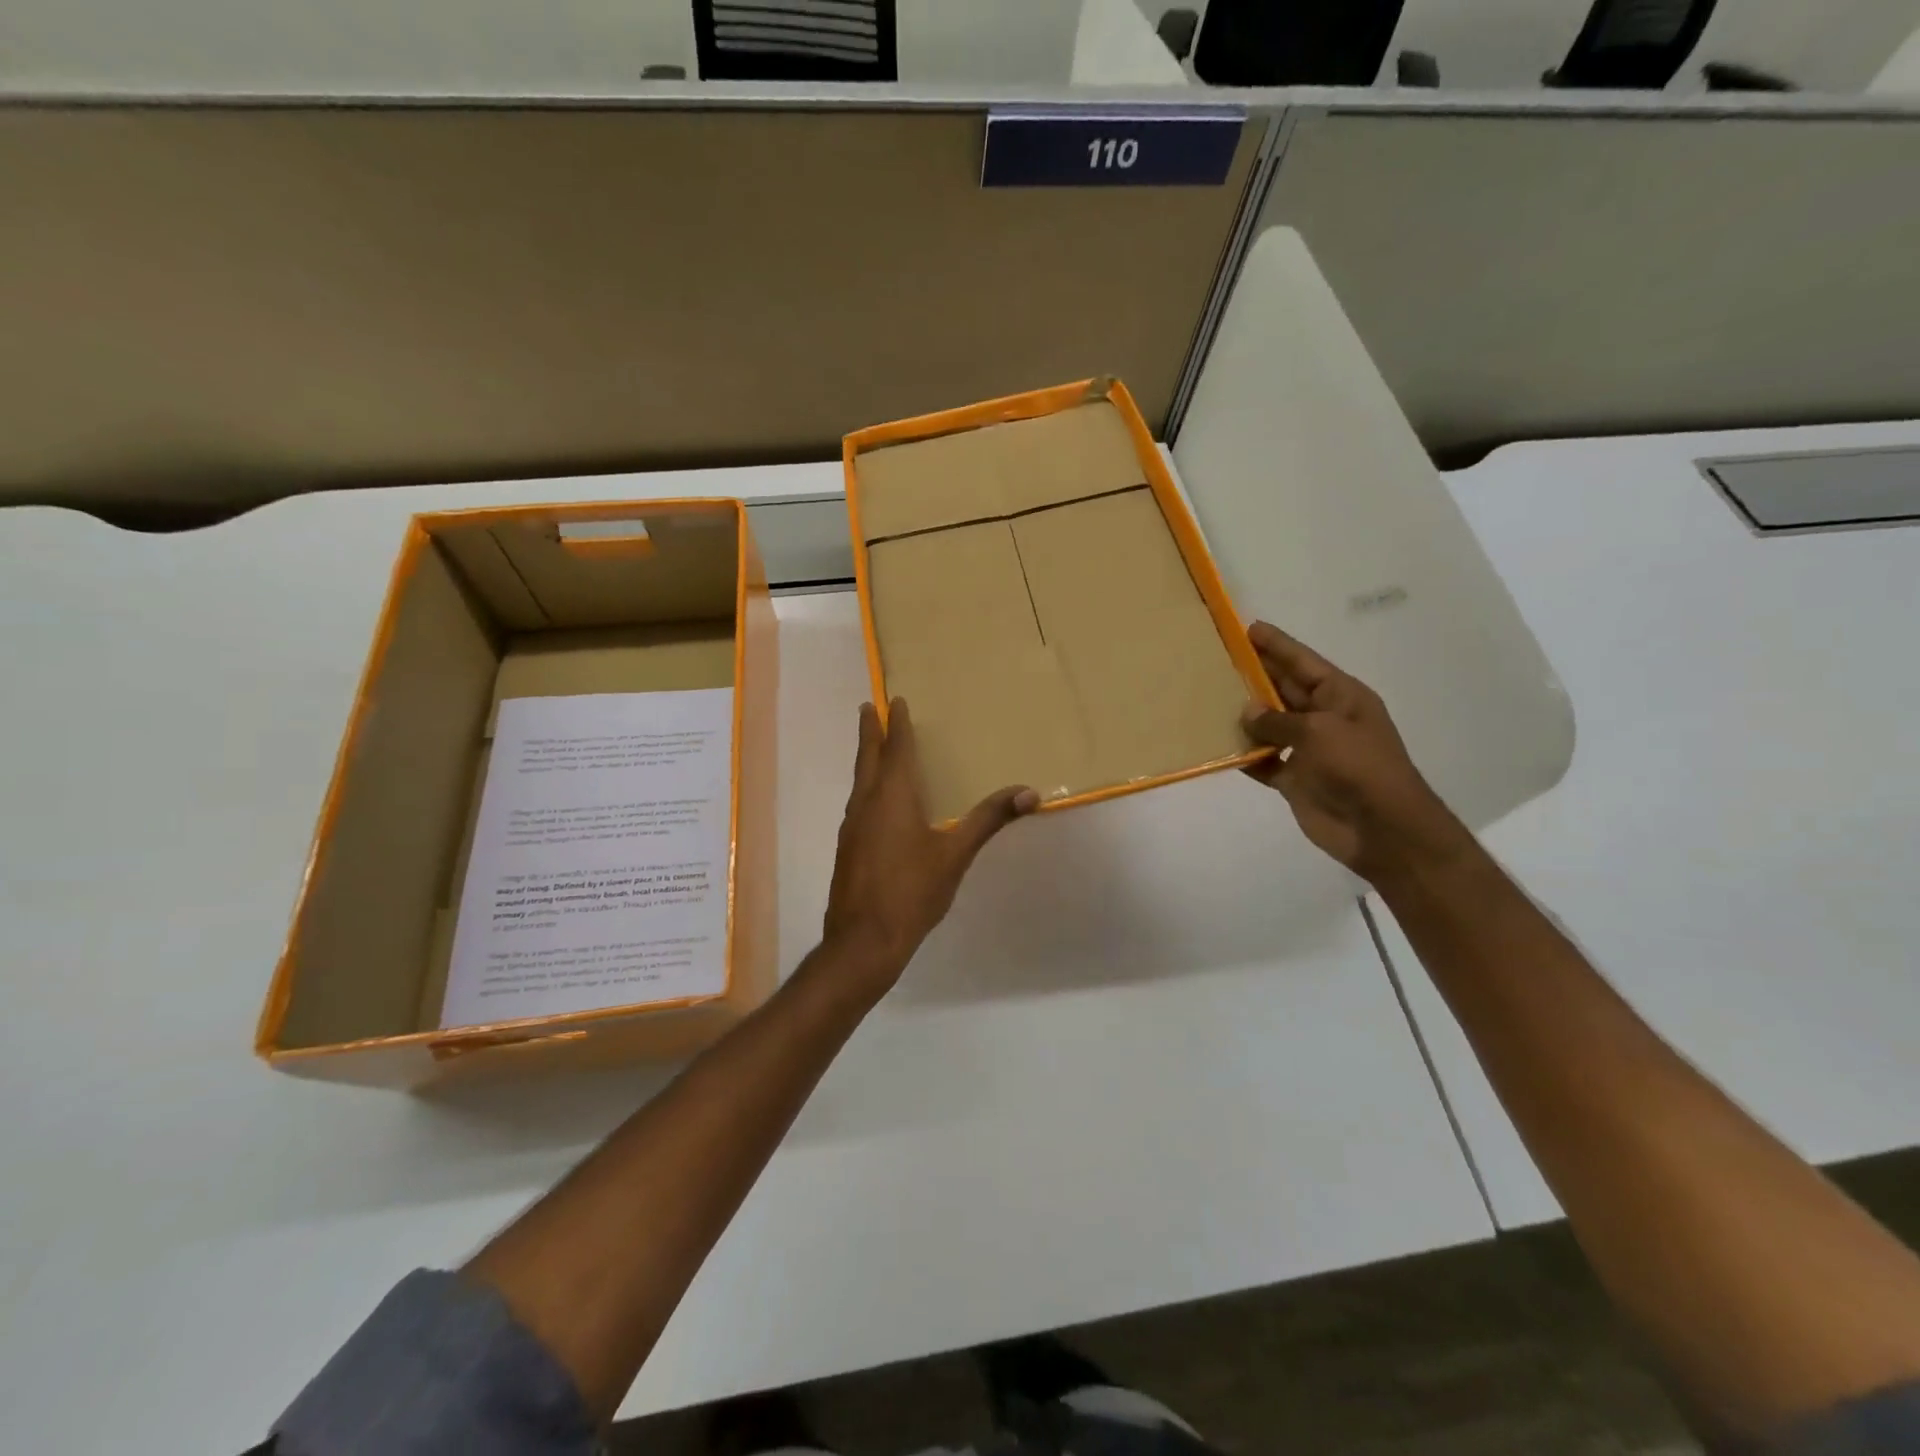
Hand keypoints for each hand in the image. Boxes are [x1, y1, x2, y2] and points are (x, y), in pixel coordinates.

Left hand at [822, 699, 1036, 993]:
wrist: (864, 940)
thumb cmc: (912, 891)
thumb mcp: (955, 854)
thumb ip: (988, 820)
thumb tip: (1029, 792)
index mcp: (892, 797)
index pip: (895, 749)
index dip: (896, 724)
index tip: (894, 700)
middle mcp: (866, 804)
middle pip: (868, 758)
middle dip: (870, 732)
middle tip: (868, 708)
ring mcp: (852, 827)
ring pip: (859, 782)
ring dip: (867, 760)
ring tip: (875, 750)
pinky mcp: (848, 849)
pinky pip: (858, 804)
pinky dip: (867, 788)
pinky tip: (876, 804)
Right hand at [1241, 621, 1472, 886]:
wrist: (1380, 829)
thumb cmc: (1358, 767)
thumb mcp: (1319, 731)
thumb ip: (1278, 719)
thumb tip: (1246, 711)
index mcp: (1340, 696)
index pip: (1303, 662)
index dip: (1277, 645)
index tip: (1248, 628)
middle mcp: (1323, 718)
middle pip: (1283, 690)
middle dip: (1254, 675)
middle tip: (1218, 659)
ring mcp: (1309, 750)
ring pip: (1269, 725)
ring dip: (1243, 716)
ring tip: (1207, 699)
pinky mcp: (1295, 779)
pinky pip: (1263, 761)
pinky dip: (1244, 755)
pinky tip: (1217, 746)